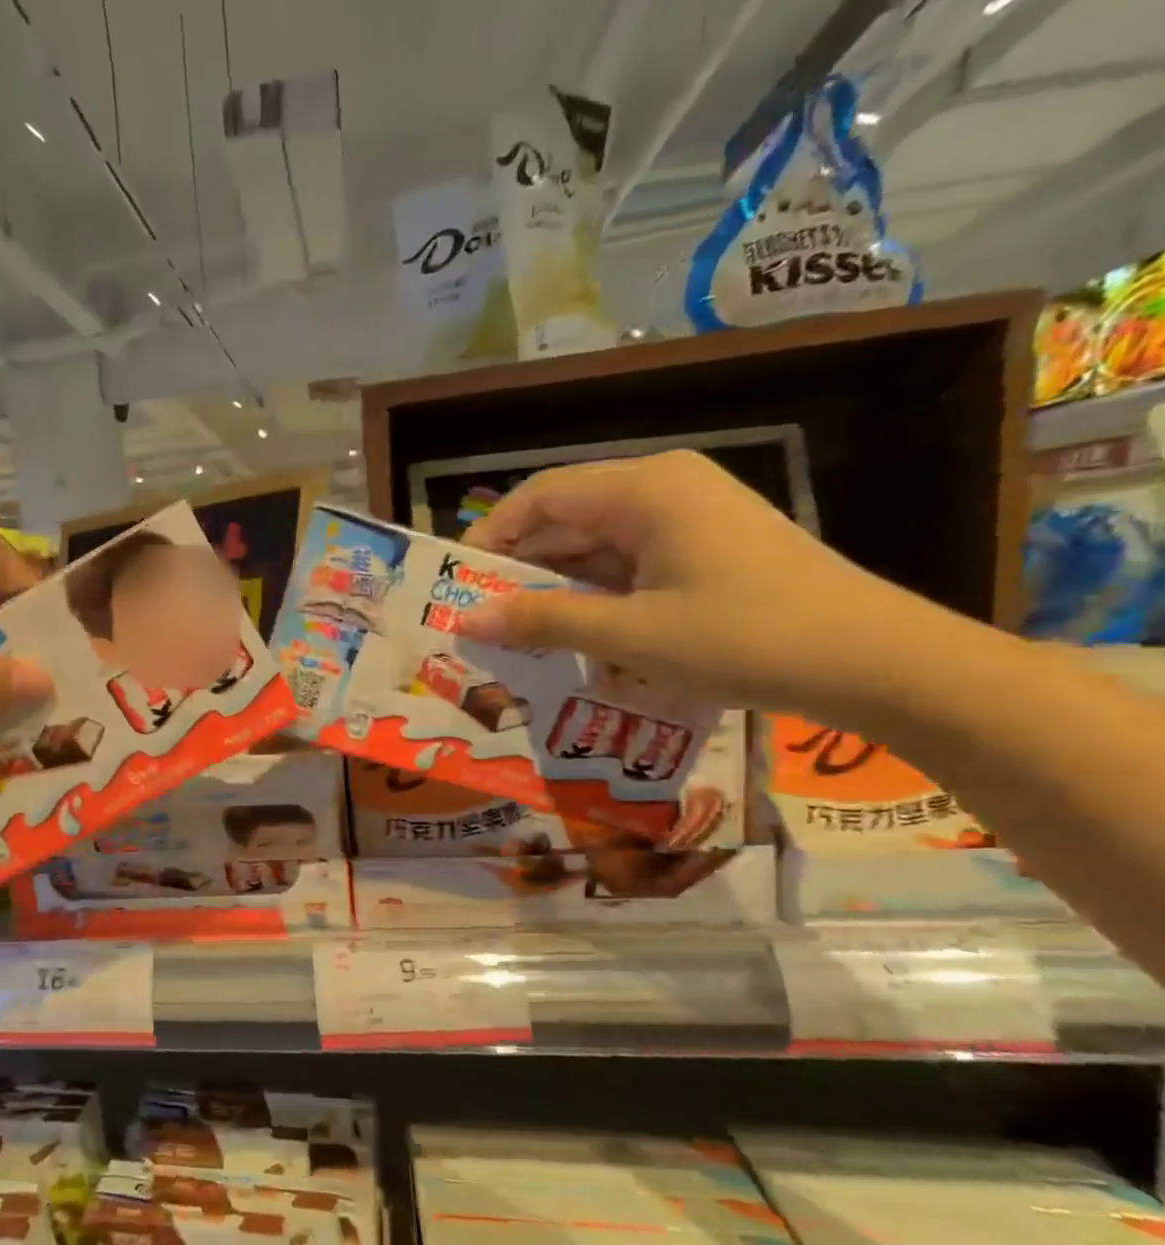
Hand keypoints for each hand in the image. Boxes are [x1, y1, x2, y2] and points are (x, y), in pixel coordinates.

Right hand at [458, 451, 941, 718]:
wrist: (878, 663)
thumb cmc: (747, 637)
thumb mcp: (631, 634)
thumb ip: (543, 622)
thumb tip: (466, 622)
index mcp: (645, 489)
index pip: (541, 496)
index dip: (490, 537)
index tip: (457, 587)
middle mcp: (664, 491)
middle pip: (567, 520)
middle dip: (519, 570)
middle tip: (478, 621)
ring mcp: (690, 522)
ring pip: (596, 548)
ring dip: (556, 591)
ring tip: (515, 637)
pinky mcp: (706, 554)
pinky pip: (629, 568)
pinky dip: (596, 600)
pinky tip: (574, 639)